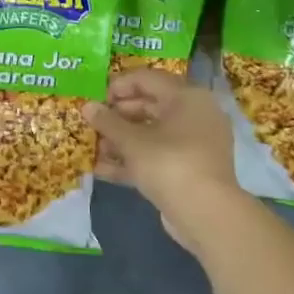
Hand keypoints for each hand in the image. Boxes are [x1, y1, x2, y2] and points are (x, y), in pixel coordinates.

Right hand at [86, 69, 240, 253]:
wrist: (207, 215)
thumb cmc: (169, 163)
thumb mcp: (132, 141)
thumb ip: (107, 122)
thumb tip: (87, 107)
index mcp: (187, 97)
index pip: (147, 79)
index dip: (118, 86)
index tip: (95, 100)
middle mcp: (195, 115)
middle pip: (150, 106)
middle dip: (117, 116)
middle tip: (93, 124)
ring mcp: (195, 145)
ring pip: (152, 134)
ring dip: (122, 140)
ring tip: (94, 148)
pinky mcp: (191, 170)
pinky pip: (158, 156)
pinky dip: (134, 160)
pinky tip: (104, 170)